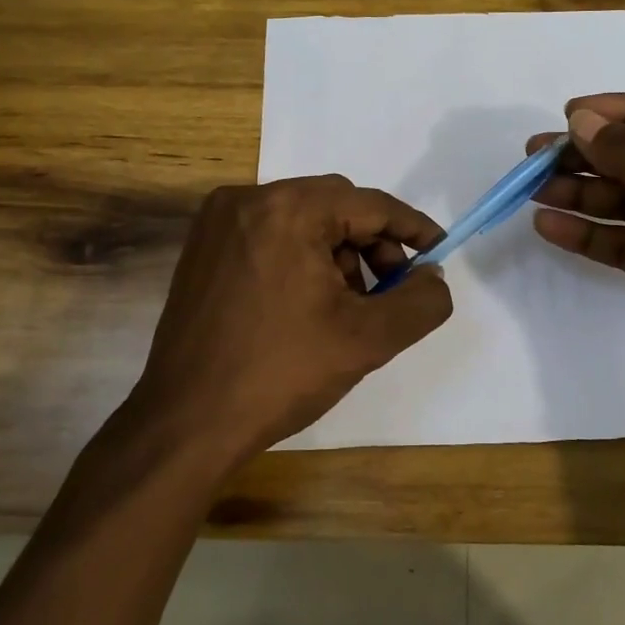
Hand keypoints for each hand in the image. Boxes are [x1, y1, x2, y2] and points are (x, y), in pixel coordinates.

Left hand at [125, 175, 453, 469]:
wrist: (187, 423)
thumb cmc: (280, 373)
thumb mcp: (368, 339)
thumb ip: (420, 302)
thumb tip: (432, 276)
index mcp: (288, 209)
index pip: (369, 204)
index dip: (412, 228)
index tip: (438, 252)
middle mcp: (248, 200)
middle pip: (335, 205)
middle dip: (372, 244)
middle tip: (389, 290)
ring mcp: (218, 223)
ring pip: (302, 220)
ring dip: (336, 253)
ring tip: (345, 307)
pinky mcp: (202, 248)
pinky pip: (270, 235)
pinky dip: (300, 257)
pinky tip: (307, 304)